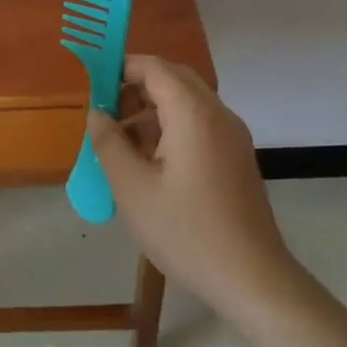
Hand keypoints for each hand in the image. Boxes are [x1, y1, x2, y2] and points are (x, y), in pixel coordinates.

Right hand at [89, 55, 294, 313]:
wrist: (253, 279)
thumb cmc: (186, 231)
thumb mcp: (132, 188)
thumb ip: (109, 143)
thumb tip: (97, 114)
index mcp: (193, 113)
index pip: (154, 67)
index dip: (121, 68)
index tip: (93, 87)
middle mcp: (217, 114)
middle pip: (173, 79)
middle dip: (136, 87)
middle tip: (106, 112)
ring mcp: (232, 136)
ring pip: (187, 102)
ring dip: (152, 109)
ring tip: (120, 141)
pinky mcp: (237, 158)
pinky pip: (199, 124)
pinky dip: (171, 127)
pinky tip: (149, 162)